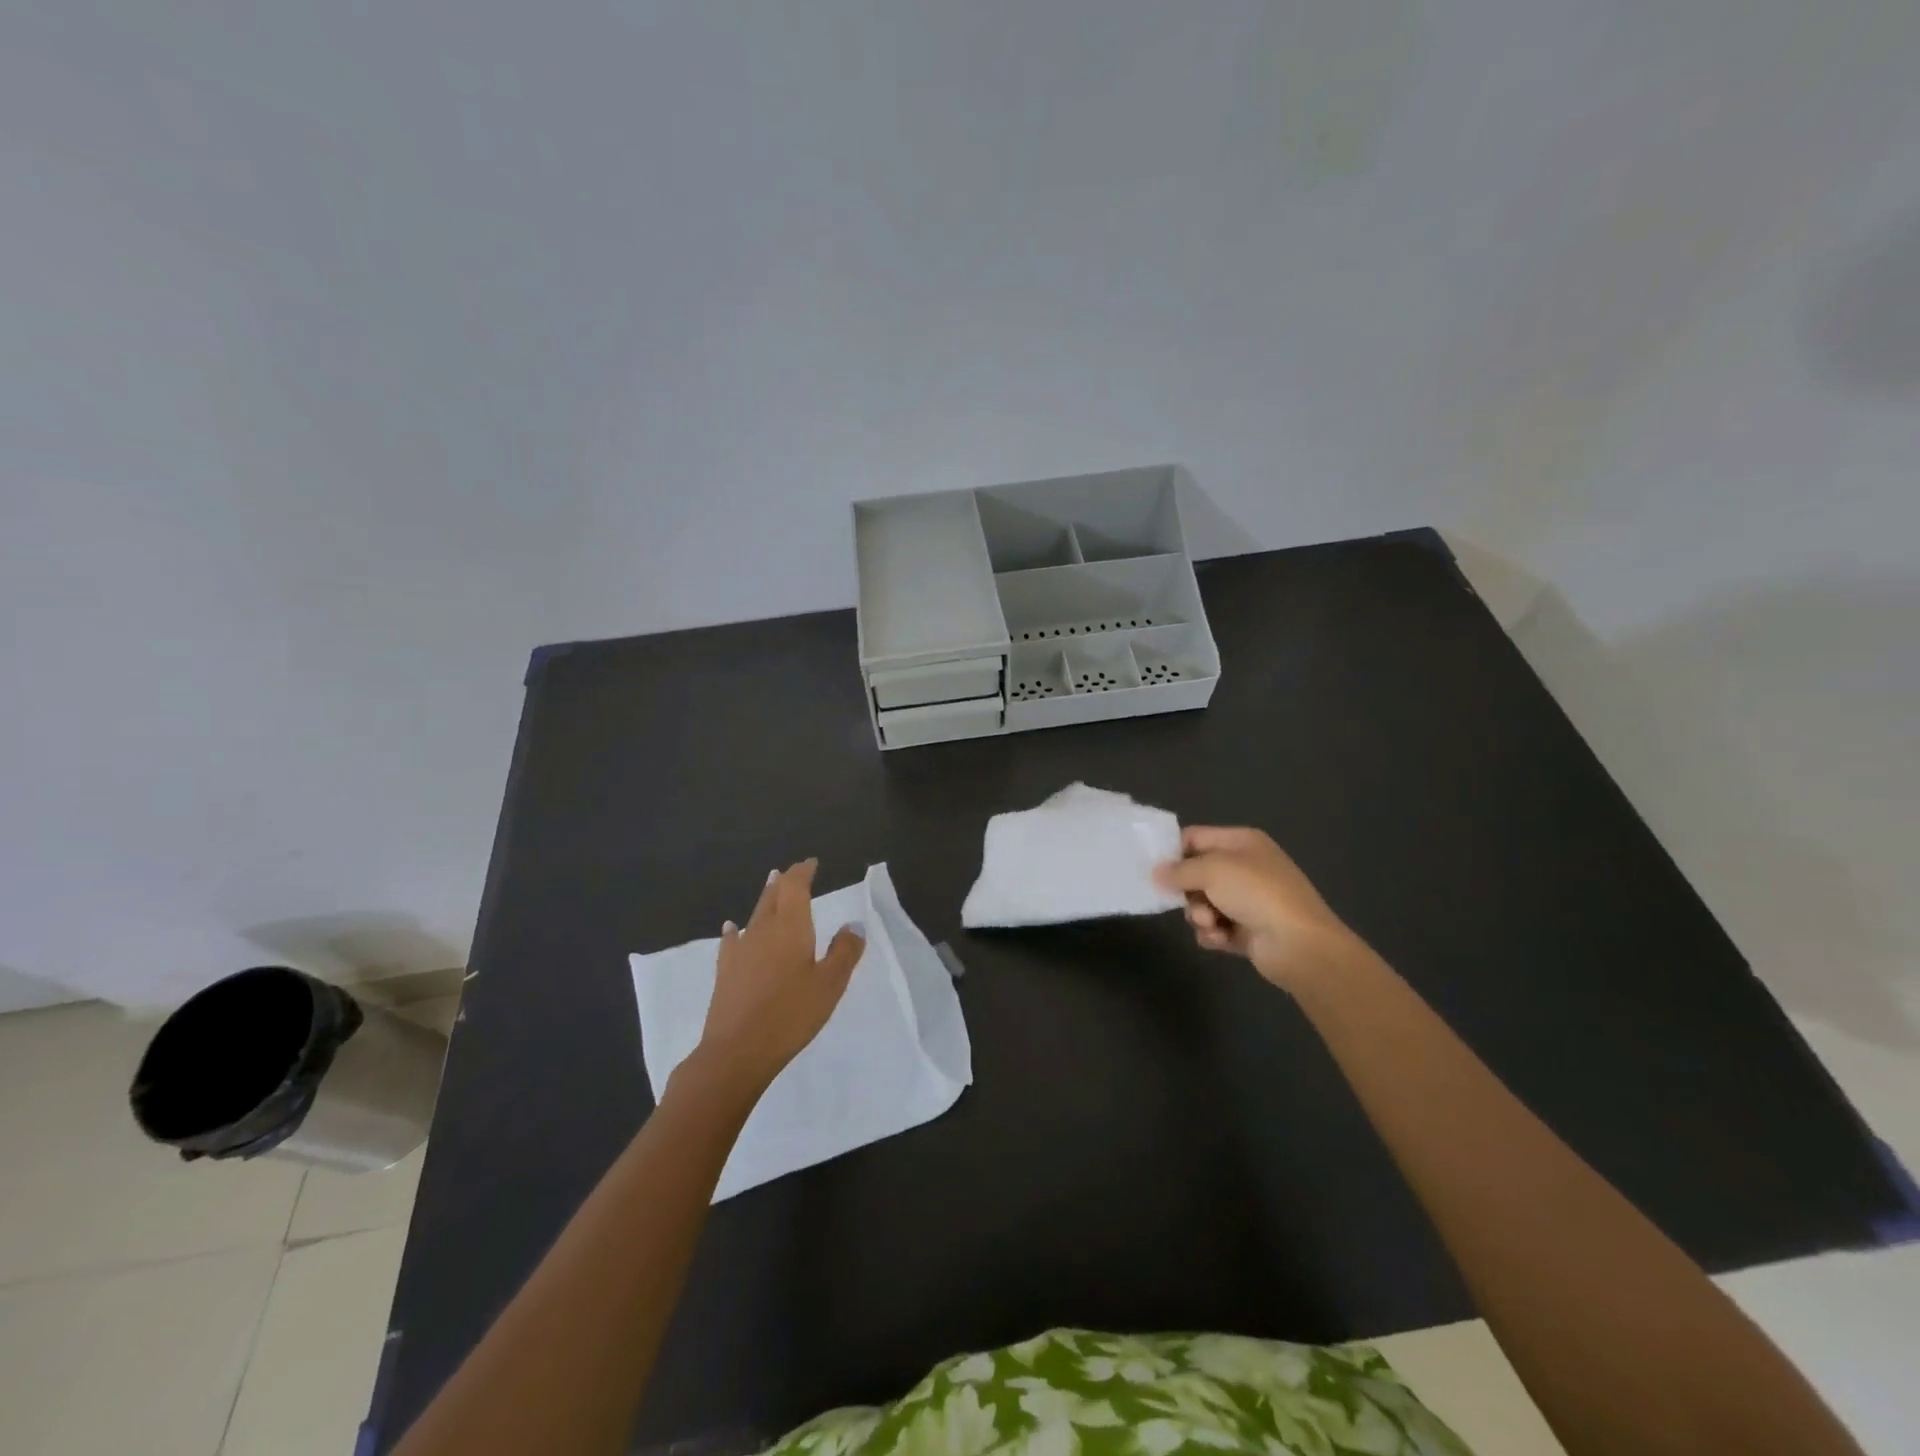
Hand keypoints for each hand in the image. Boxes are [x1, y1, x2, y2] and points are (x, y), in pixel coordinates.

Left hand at [691, 859, 864, 1095]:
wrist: (736, 1051)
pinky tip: (732, 928)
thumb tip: (853, 924)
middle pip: (773, 896)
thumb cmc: (791, 1014)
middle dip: (784, 882)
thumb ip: (844, 951)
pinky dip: (736, 929)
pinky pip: (733, 940)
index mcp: (791, 927)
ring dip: (765, 899)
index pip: (795, 887)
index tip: (811, 863)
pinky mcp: (725, 971)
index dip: (802, 872)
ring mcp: (741, 950)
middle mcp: (763, 930)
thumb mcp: (830, 984)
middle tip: (791, 872)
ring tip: (770, 887)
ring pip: (754, 915)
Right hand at [1154, 826, 1370, 991]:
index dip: (1173, 851)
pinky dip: (1213, 934)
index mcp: (1242, 842)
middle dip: (1187, 890)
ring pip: (1202, 903)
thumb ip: (1179, 870)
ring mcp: (1247, 900)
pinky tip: (1220, 939)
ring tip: (1210, 924)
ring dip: (1199, 915)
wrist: (1300, 945)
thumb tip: (1156, 873)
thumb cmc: (1257, 894)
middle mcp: (1245, 867)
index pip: (1195, 838)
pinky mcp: (1247, 930)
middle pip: (1196, 873)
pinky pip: (1215, 928)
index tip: (1152, 869)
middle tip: (1185, 901)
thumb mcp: (1212, 870)